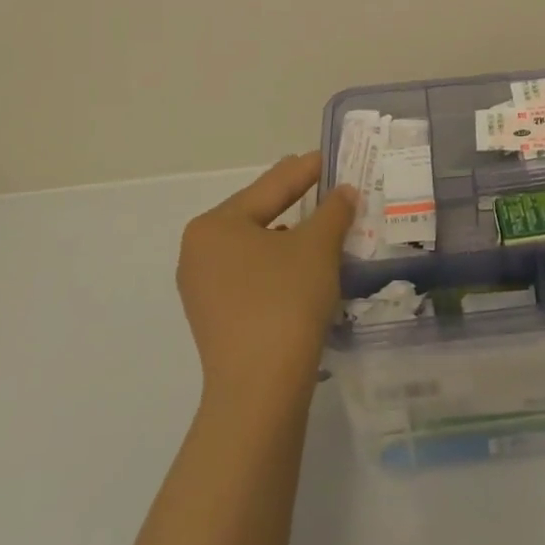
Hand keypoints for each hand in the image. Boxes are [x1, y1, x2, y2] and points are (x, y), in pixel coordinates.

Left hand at [177, 152, 357, 407]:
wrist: (260, 388)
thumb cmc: (285, 301)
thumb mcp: (317, 248)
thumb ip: (332, 211)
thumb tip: (344, 192)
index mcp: (215, 225)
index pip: (270, 186)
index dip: (305, 170)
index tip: (329, 156)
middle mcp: (199, 251)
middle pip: (258, 214)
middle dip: (296, 202)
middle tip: (328, 184)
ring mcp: (202, 287)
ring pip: (255, 247)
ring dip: (290, 235)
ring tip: (323, 225)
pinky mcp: (214, 317)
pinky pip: (251, 275)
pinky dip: (279, 265)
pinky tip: (304, 267)